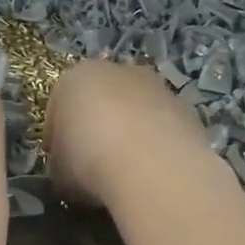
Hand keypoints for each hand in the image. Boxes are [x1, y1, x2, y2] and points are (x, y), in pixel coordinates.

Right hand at [44, 60, 213, 207]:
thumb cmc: (89, 161)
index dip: (57, 138)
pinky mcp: (188, 108)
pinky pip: (164, 128)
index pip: (58, 107)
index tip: (60, 164)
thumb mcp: (59, 172)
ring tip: (128, 172)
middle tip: (94, 164)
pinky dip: (158, 145)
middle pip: (102, 100)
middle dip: (98, 127)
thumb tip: (70, 173)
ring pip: (137, 111)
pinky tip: (155, 173)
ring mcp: (157, 87)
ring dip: (132, 134)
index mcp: (75, 78)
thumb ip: (62, 164)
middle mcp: (118, 71)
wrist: (151, 166)